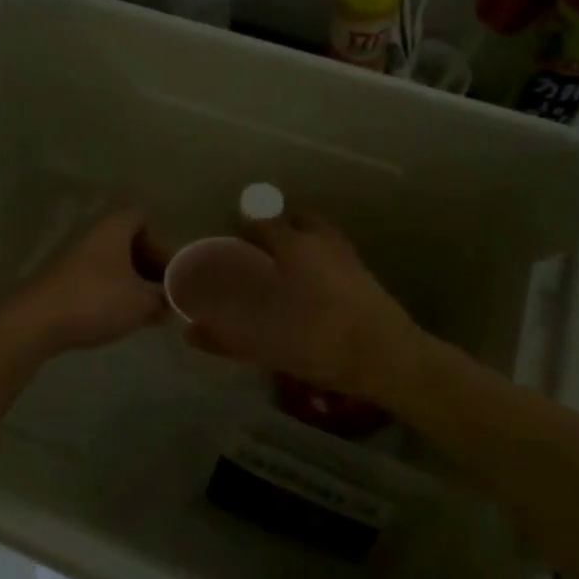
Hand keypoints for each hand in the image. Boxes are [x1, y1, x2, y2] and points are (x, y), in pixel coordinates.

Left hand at [0, 206, 167, 356]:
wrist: (34, 320)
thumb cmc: (95, 300)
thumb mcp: (141, 303)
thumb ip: (163, 300)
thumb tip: (172, 302)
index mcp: (113, 227)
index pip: (141, 215)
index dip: (161, 241)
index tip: (170, 270)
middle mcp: (91, 234)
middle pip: (127, 239)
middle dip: (149, 264)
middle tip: (162, 293)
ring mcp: (72, 257)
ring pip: (110, 261)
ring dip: (131, 281)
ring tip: (144, 310)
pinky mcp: (59, 280)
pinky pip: (94, 277)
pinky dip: (111, 291)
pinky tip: (117, 317)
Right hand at [184, 208, 422, 399]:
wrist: (390, 358)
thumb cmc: (322, 341)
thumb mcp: (266, 343)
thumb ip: (225, 336)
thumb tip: (189, 331)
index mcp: (294, 247)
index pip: (261, 223)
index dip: (242, 230)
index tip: (229, 245)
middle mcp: (322, 242)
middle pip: (295, 221)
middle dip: (275, 229)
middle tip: (258, 252)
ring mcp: (348, 257)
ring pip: (320, 235)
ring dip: (301, 241)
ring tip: (285, 267)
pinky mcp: (366, 275)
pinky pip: (335, 255)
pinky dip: (320, 260)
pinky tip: (313, 286)